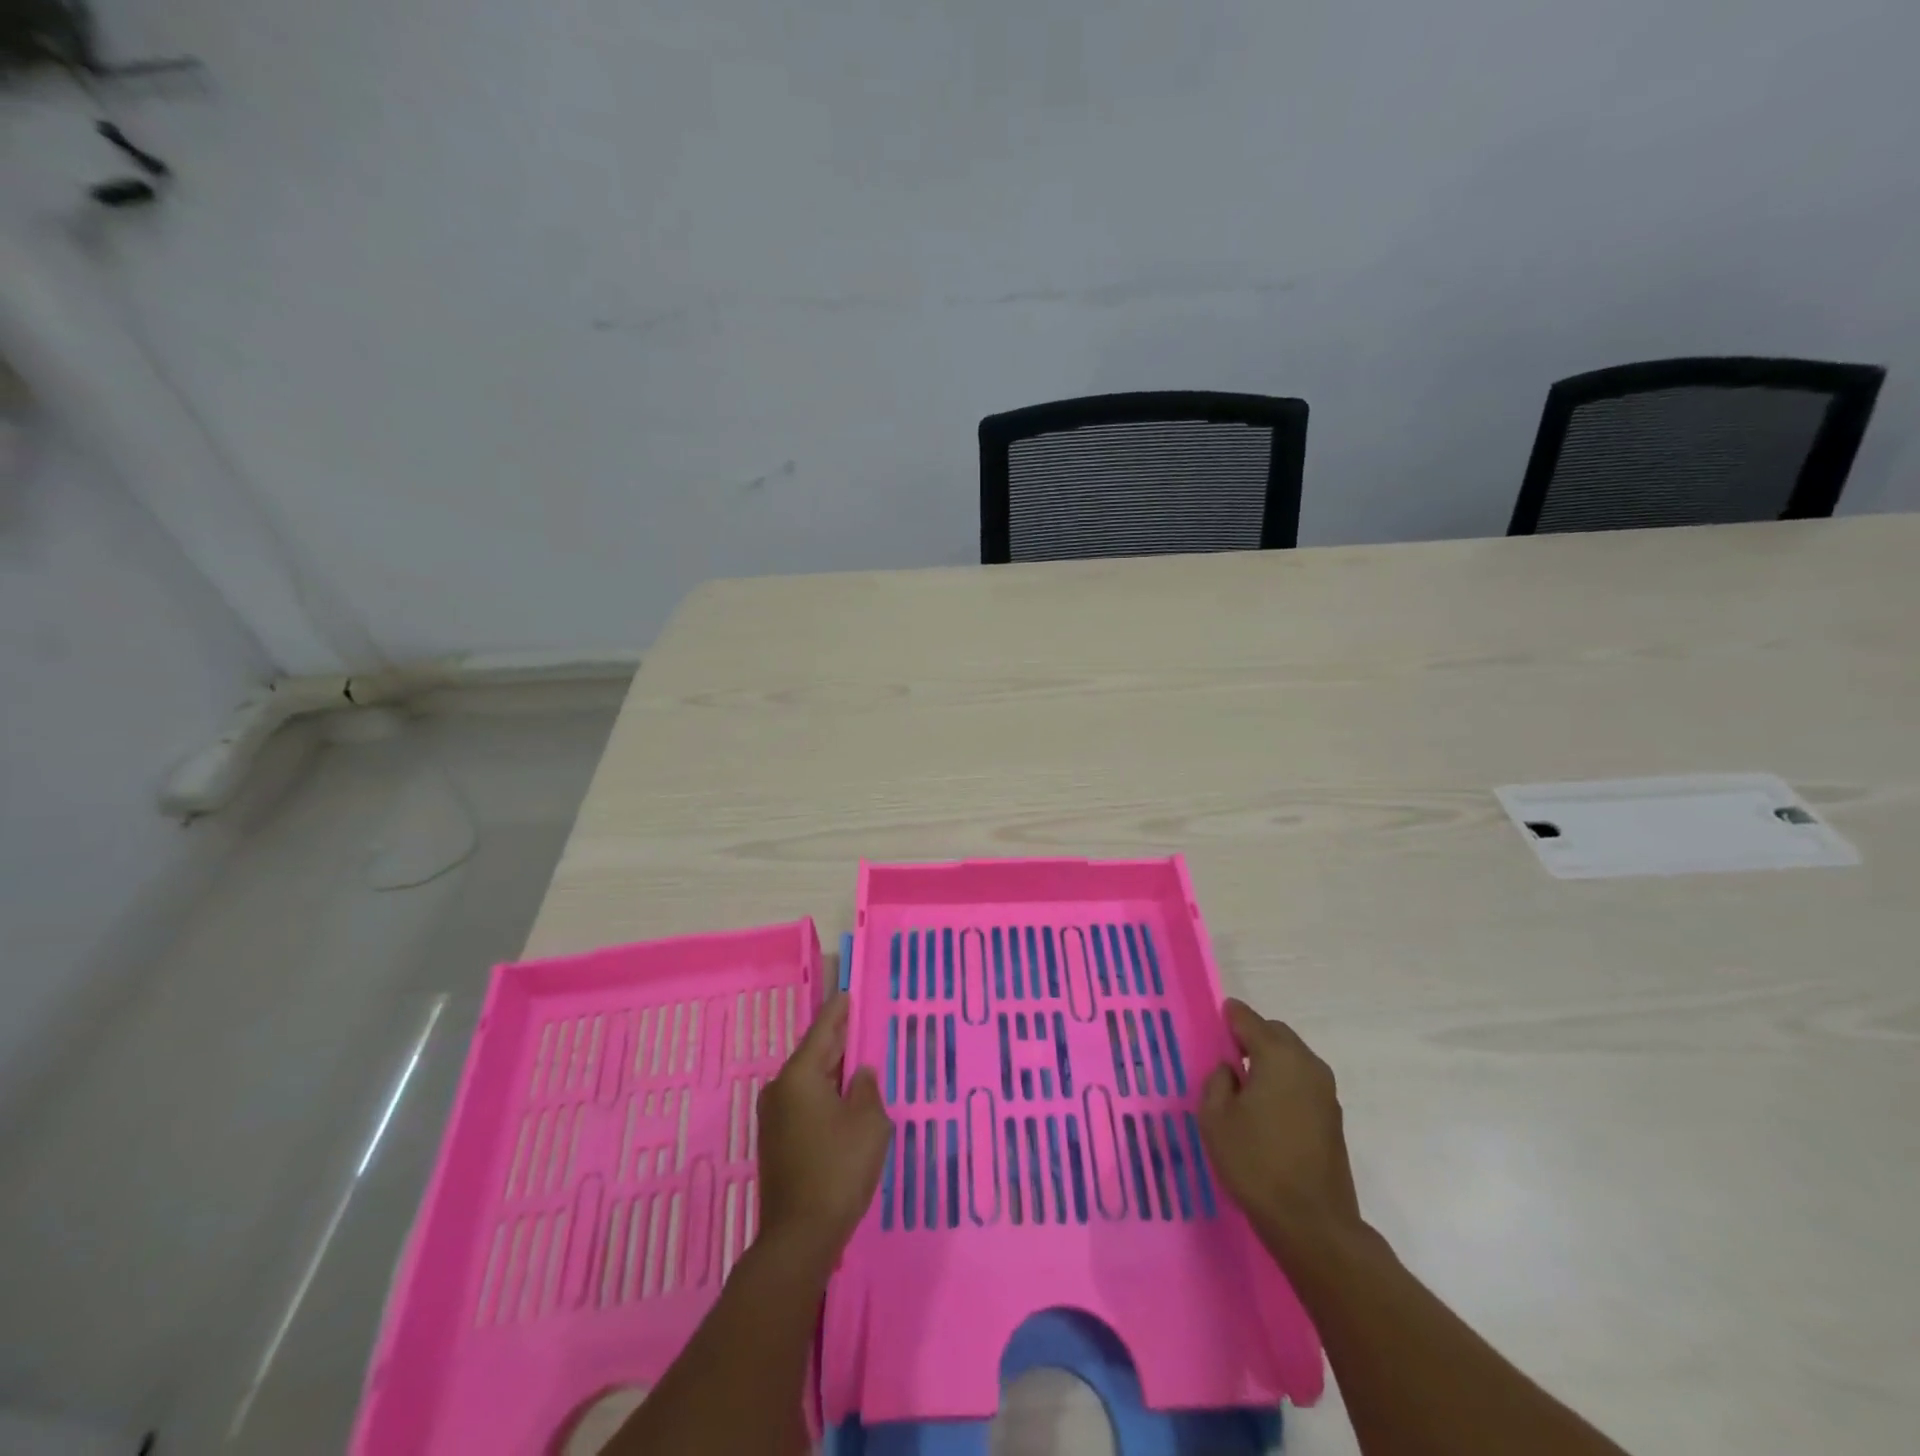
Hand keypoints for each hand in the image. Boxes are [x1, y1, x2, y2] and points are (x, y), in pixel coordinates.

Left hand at [756, 993, 893, 1262]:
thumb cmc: (838, 1170)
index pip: (822, 1031)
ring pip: (808, 1081)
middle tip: (859, 1024)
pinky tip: (843, 1099)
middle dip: (837, 1041)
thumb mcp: (869, 1124)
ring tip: (857, 1060)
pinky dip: (824, 1095)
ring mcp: (774, 1118)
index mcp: (799, 1076)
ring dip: (832, 1072)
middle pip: (813, 1055)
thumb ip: (867, 1090)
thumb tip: (860, 1075)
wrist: (799, 1237)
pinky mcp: (776, 1142)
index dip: (838, 1012)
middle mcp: (780, 1090)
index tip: (848, 993)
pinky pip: (804, 1103)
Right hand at [1198, 999, 1361, 1249]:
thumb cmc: (1256, 1164)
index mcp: (1278, 1056)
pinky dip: (1284, 1082)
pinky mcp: (1333, 1118)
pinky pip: (1303, 1082)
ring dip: (1270, 1060)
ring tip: (1245, 1086)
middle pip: (1276, 1033)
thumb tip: (1230, 1070)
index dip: (1229, 1016)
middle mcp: (1307, 1065)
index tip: (1215, 1020)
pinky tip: (1267, 1109)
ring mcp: (1326, 1092)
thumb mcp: (1215, 1118)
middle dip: (1252, 1036)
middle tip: (1227, 1056)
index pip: (1248, 1019)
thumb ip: (1217, 1081)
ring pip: (1293, 1058)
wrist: (1312, 1224)